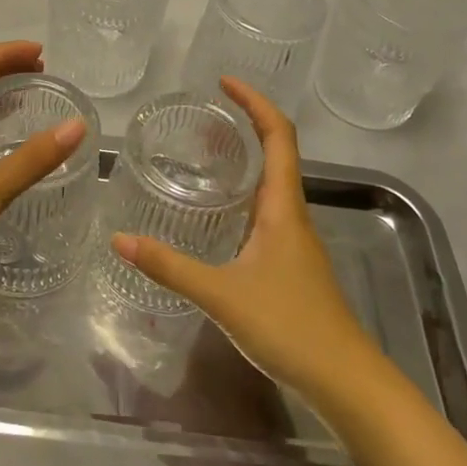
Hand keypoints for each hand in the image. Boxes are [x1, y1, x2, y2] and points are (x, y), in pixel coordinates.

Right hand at [111, 76, 373, 402]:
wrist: (347, 383)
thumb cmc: (290, 327)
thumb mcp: (222, 294)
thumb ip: (170, 267)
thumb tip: (119, 240)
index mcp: (283, 207)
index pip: (278, 136)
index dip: (256, 102)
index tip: (225, 82)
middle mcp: (292, 215)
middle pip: (277, 152)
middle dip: (245, 125)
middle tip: (202, 117)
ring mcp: (294, 241)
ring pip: (271, 184)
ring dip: (245, 161)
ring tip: (204, 155)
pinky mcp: (291, 265)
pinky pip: (266, 213)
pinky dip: (243, 196)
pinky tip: (218, 216)